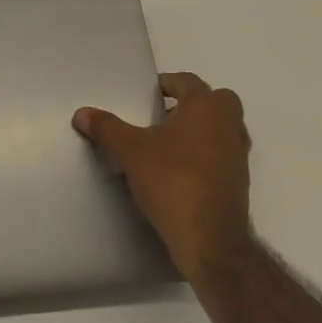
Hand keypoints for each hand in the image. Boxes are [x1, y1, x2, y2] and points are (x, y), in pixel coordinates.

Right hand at [73, 72, 254, 284]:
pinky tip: (177, 173)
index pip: (187, 81)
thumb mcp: (130, 151)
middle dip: (188, 105)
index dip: (166, 84)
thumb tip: (82, 113)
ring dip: (197, 131)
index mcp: (207, 107)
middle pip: (212, 101)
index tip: (147, 95)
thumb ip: (107, 128)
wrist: (210, 242)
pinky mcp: (239, 182)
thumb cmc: (173, 181)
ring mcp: (239, 155)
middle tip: (159, 117)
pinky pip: (220, 156)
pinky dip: (203, 156)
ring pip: (219, 129)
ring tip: (165, 146)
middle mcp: (230, 124)